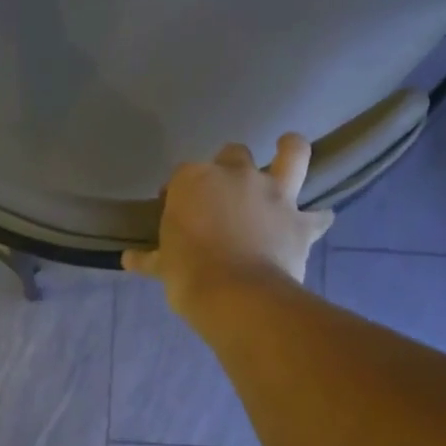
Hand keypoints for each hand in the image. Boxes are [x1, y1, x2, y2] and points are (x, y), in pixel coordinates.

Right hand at [123, 133, 332, 313]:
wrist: (235, 295)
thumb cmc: (187, 274)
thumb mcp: (162, 266)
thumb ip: (149, 258)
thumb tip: (128, 259)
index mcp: (193, 180)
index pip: (182, 175)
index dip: (179, 191)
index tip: (176, 211)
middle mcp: (236, 175)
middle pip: (232, 154)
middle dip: (228, 167)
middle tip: (223, 193)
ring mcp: (273, 193)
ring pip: (292, 155)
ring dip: (291, 150)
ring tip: (288, 149)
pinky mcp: (300, 220)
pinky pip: (317, 216)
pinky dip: (316, 219)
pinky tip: (315, 223)